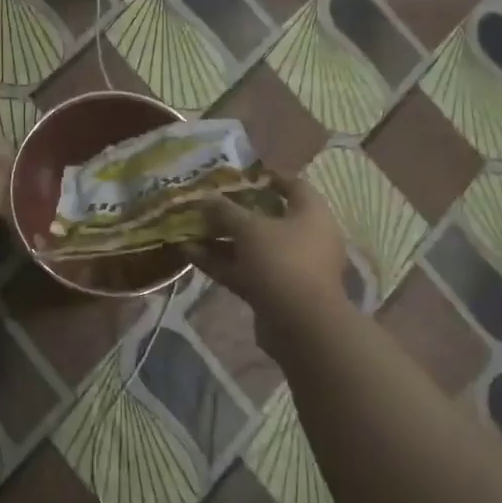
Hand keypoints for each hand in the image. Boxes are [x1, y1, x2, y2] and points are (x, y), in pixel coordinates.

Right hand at [191, 176, 348, 341]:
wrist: (301, 326)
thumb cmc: (283, 262)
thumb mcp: (250, 229)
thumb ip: (227, 211)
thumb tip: (206, 197)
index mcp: (312, 214)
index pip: (293, 185)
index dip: (266, 178)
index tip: (238, 176)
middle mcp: (305, 237)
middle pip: (268, 218)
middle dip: (234, 212)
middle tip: (206, 204)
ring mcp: (289, 267)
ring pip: (252, 247)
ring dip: (222, 240)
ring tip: (189, 229)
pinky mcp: (274, 291)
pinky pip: (245, 270)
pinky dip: (221, 263)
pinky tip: (190, 254)